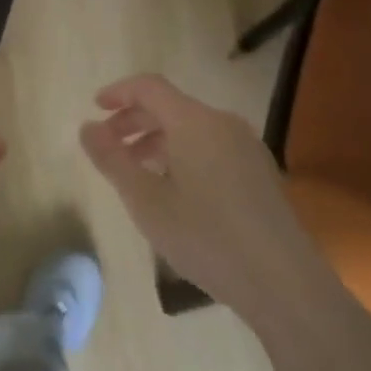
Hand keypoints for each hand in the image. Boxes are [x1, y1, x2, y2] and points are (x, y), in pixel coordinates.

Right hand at [79, 74, 311, 313]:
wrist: (284, 284)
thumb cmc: (206, 237)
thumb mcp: (145, 201)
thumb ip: (111, 159)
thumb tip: (87, 127)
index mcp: (194, 121)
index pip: (149, 87)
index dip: (118, 92)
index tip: (94, 108)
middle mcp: (222, 123)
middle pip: (170, 106)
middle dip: (133, 121)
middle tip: (107, 146)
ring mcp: (246, 147)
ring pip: (191, 129)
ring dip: (156, 141)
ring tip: (136, 173)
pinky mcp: (259, 173)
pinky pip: (210, 147)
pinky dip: (182, 154)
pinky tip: (174, 190)